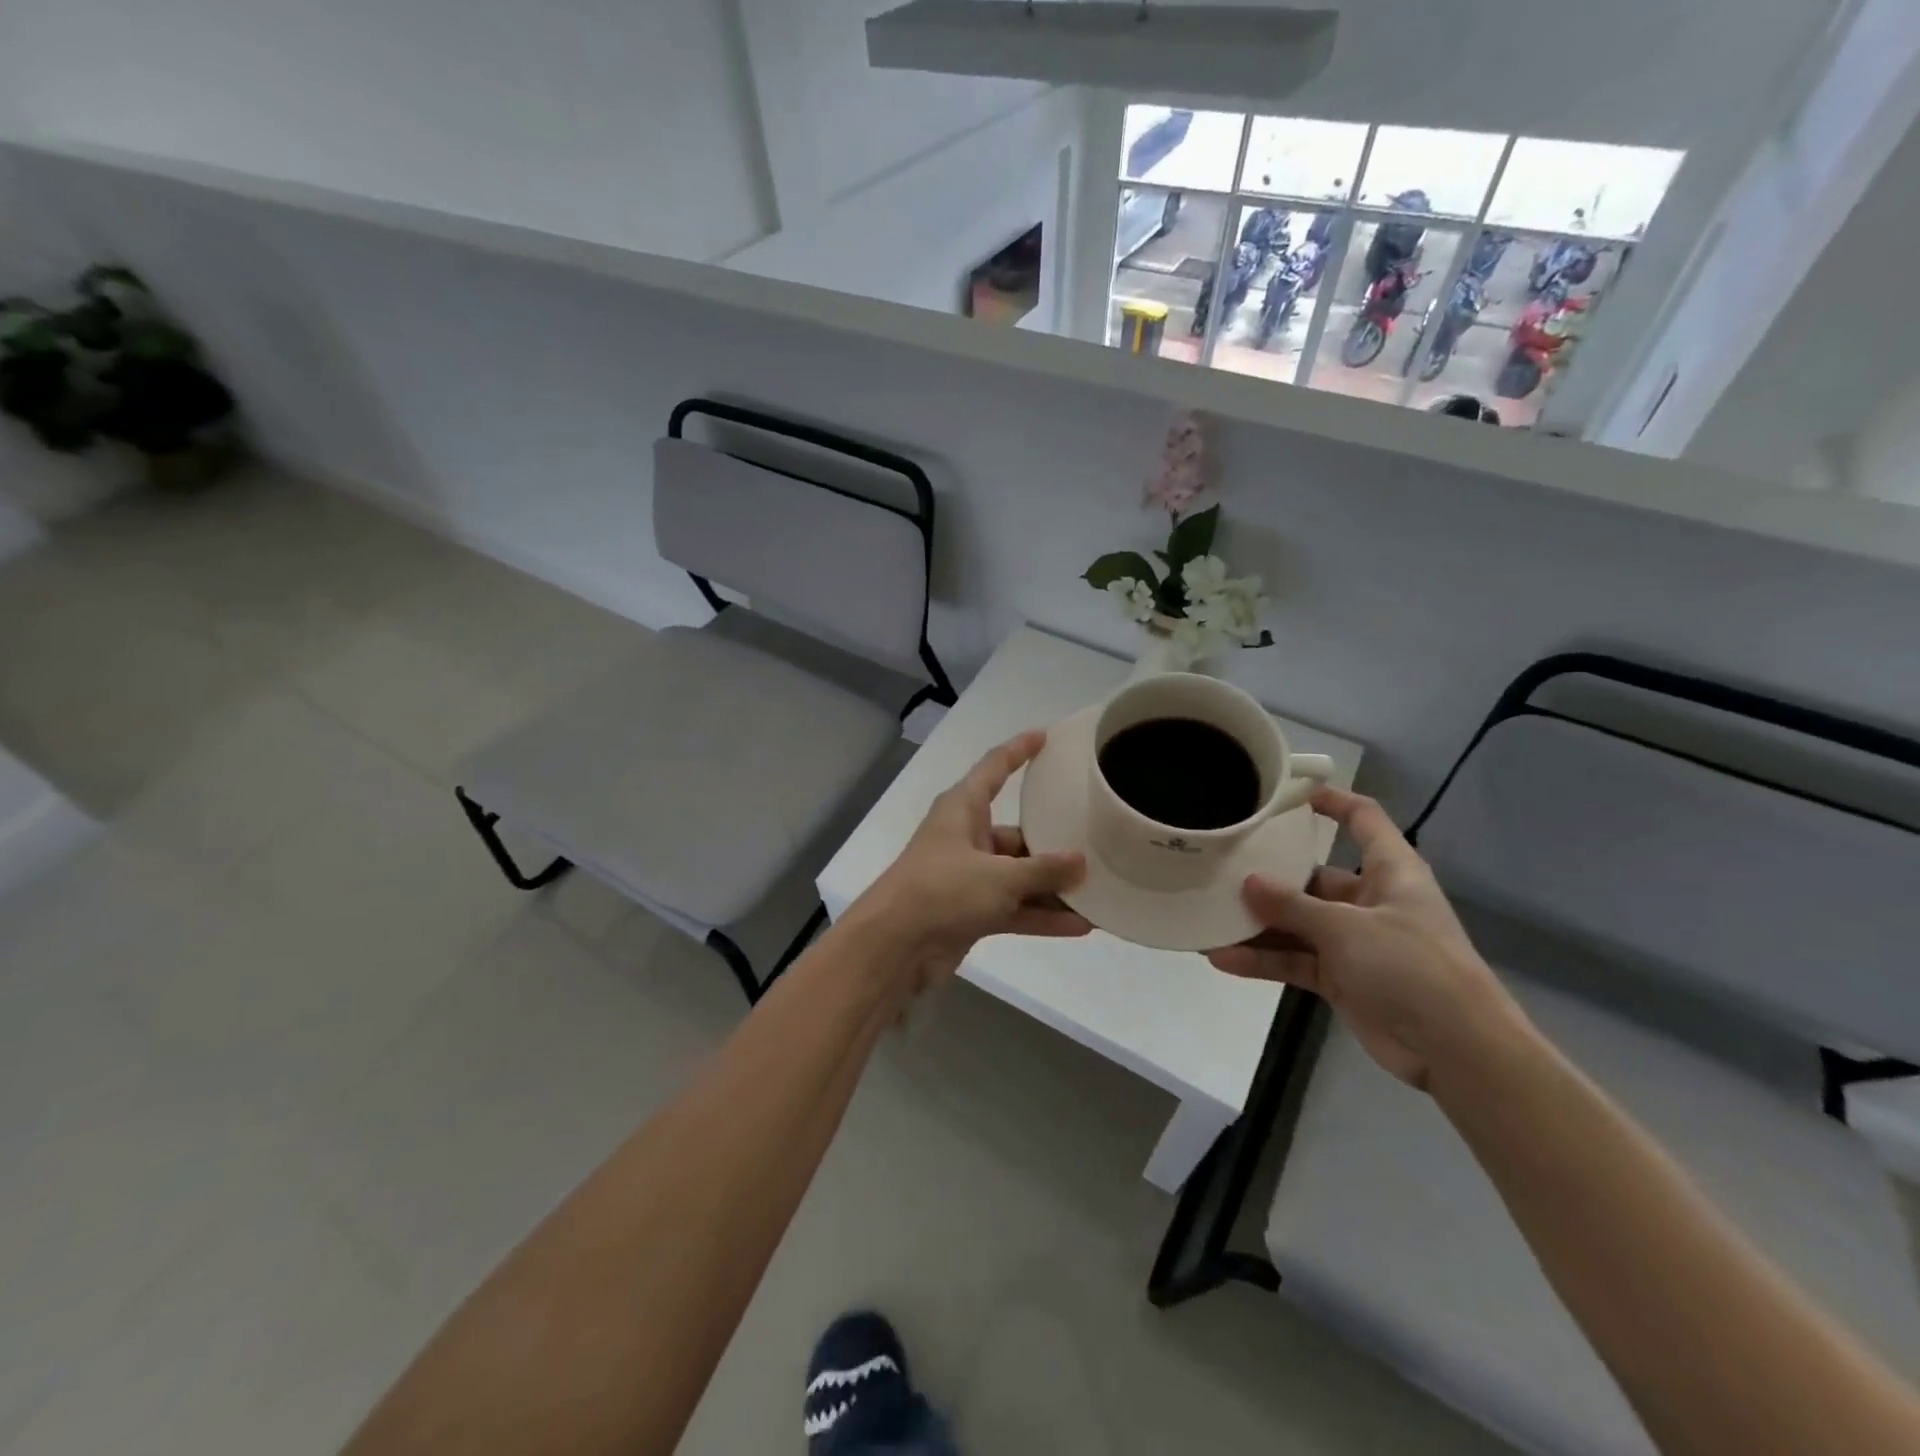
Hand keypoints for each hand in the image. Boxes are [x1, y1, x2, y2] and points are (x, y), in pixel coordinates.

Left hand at [850, 731, 1090, 991]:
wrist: (893, 946)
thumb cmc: (942, 891)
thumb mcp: (999, 877)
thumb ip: (1043, 870)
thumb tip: (1082, 863)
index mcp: (963, 809)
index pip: (995, 767)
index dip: (1019, 750)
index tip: (1046, 736)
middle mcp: (966, 837)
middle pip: (1017, 833)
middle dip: (1054, 843)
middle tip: (1097, 844)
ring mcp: (968, 876)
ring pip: (1019, 875)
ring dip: (1053, 886)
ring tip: (1099, 892)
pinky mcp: (970, 911)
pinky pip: (1014, 907)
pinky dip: (1041, 915)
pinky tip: (1080, 926)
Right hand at [1208, 786, 1521, 1089]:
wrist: (1456, 1050)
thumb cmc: (1412, 966)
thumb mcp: (1347, 928)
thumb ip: (1293, 906)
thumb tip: (1248, 882)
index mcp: (1389, 871)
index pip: (1362, 819)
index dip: (1330, 801)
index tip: (1284, 795)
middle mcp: (1369, 900)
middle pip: (1312, 876)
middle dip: (1269, 876)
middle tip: (1220, 867)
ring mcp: (1353, 942)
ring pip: (1297, 923)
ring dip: (1258, 924)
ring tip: (1209, 916)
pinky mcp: (1341, 978)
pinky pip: (1294, 960)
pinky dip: (1263, 961)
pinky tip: (1222, 958)